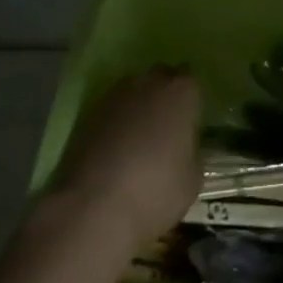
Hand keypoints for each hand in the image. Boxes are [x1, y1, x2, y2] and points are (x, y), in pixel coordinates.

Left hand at [49, 68, 202, 247]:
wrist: (94, 205)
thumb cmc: (155, 191)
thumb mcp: (192, 180)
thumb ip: (192, 152)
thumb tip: (185, 146)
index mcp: (180, 92)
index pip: (191, 80)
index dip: (191, 100)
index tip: (190, 121)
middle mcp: (149, 83)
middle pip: (161, 77)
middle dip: (165, 95)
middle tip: (167, 127)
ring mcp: (117, 94)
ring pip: (135, 90)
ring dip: (139, 106)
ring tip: (140, 139)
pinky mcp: (91, 111)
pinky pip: (113, 108)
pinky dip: (117, 121)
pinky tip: (117, 149)